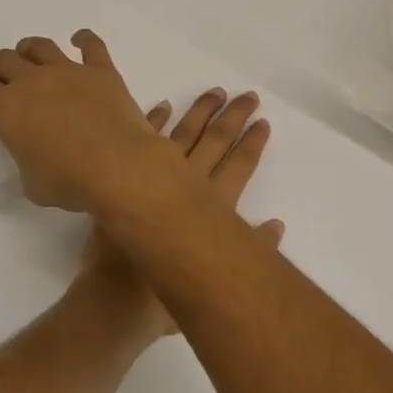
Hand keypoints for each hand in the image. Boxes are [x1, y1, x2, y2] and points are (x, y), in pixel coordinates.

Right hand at [0, 30, 181, 213]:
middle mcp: (32, 81)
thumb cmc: (68, 181)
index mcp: (6, 109)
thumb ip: (29, 160)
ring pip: (41, 47)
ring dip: (29, 48)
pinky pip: (91, 46)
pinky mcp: (101, 71)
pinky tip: (80, 39)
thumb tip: (40, 155)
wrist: (117, 166)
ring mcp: (68, 71)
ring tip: (27, 51)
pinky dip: (84, 39)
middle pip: (5, 60)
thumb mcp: (32, 183)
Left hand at [82, 88, 282, 338]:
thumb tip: (276, 225)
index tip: (263, 121)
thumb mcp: (217, 281)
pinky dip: (154, 121)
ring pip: (183, 134)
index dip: (253, 143)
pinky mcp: (122, 179)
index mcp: (213, 208)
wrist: (115, 299)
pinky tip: (164, 105)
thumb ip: (251, 250)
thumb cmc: (168, 298)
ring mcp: (153, 177)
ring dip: (200, 112)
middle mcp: (187, 185)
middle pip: (216, 142)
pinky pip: (142, 139)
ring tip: (215, 92)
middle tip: (248, 95)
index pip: (240, 166)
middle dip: (233, 118)